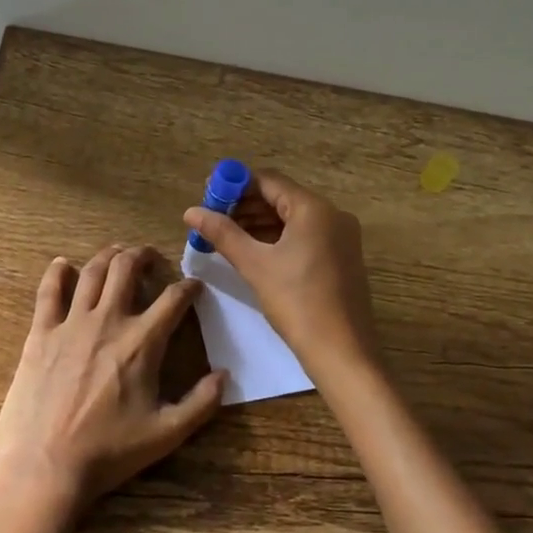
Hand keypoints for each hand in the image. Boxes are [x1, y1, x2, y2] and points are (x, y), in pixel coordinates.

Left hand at [0, 244, 224, 505]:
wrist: (46, 467)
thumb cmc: (109, 451)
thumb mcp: (167, 434)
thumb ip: (202, 403)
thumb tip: (225, 376)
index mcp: (143, 342)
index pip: (174, 298)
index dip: (189, 286)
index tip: (195, 285)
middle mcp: (109, 320)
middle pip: (128, 267)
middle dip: (144, 255)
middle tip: (151, 258)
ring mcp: (71, 324)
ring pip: (92, 272)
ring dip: (108, 256)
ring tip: (117, 254)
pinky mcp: (40, 334)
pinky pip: (48, 292)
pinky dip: (57, 273)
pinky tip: (63, 265)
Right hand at [183, 169, 379, 376]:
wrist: (342, 351)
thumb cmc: (297, 302)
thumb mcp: (255, 265)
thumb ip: (223, 233)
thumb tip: (191, 211)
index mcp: (314, 208)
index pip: (269, 181)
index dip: (235, 185)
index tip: (208, 196)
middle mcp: (332, 215)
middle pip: (282, 198)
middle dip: (246, 206)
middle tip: (213, 219)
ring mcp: (341, 237)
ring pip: (293, 219)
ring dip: (260, 223)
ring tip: (227, 236)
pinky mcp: (341, 257)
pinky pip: (305, 236)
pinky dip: (279, 239)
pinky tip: (254, 252)